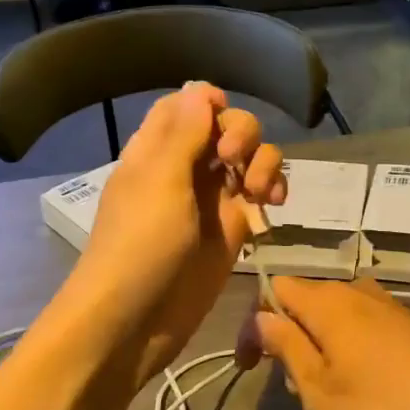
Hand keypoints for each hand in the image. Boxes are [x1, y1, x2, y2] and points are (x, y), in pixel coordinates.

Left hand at [71, 83, 285, 383]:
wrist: (135, 322)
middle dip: (242, 134)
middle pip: (226, 126)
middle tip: (233, 161)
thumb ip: (184, 133)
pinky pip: (260, 194)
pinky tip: (274, 205)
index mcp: (157, 149)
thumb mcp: (161, 182)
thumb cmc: (139, 246)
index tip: (221, 120)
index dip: (210, 103)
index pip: (188, 105)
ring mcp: (212, 198)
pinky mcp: (233, 227)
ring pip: (250, 158)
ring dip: (264, 162)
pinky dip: (272, 190)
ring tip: (260, 193)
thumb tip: (201, 87)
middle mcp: (186, 167)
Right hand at [236, 277, 409, 409]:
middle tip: (299, 388)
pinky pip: (363, 325)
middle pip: (305, 301)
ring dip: (322, 347)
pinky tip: (368, 385)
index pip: (274, 288)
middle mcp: (354, 289)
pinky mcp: (408, 320)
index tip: (251, 366)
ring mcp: (385, 302)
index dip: (256, 323)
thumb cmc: (382, 404)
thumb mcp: (319, 388)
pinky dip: (351, 348)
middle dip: (291, 338)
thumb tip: (262, 317)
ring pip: (335, 315)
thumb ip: (287, 347)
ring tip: (334, 393)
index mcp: (325, 301)